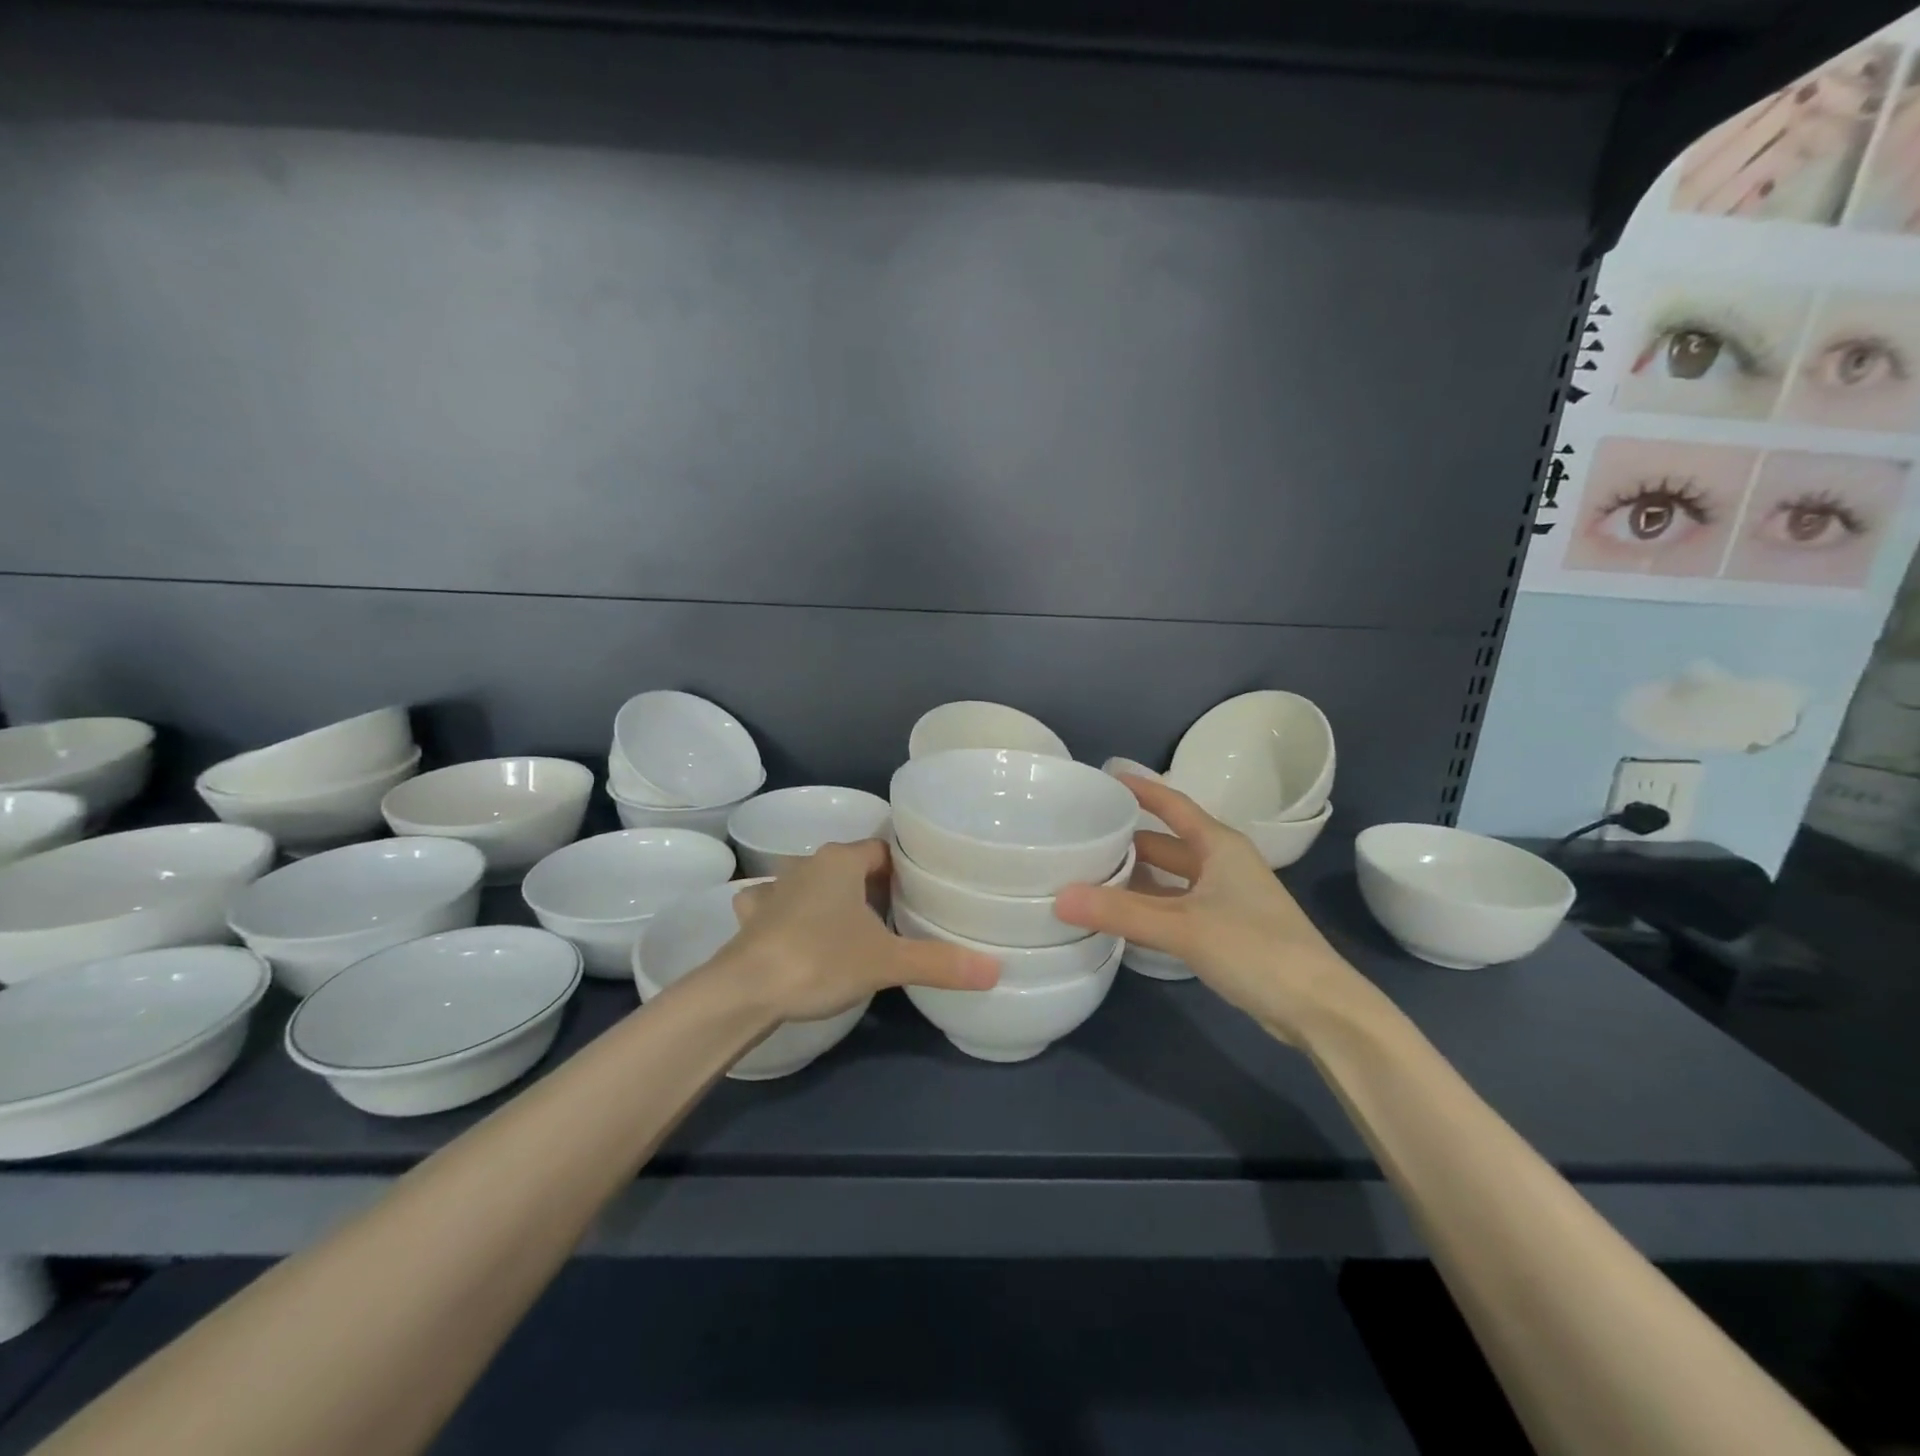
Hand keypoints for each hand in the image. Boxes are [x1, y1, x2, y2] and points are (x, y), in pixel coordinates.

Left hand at [717, 840, 999, 1021]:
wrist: (745, 990)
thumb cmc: (821, 959)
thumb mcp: (887, 962)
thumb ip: (939, 963)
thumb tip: (995, 970)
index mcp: (841, 861)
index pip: (882, 850)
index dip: (903, 871)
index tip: (919, 895)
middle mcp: (806, 864)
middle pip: (848, 866)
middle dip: (869, 887)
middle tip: (895, 918)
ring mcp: (773, 888)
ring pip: (810, 882)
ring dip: (827, 898)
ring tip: (848, 927)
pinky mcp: (752, 917)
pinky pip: (773, 904)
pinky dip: (786, 914)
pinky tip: (793, 933)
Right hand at [1052, 777, 1374, 1042]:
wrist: (1319, 1008)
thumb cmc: (1255, 949)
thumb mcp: (1183, 927)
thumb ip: (1121, 913)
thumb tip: (1059, 898)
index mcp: (1220, 846)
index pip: (1173, 805)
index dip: (1141, 790)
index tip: (1104, 778)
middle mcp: (1223, 864)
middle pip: (1167, 843)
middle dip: (1128, 840)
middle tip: (1081, 838)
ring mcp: (1227, 899)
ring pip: (1171, 878)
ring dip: (1137, 877)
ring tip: (1090, 875)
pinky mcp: (1227, 930)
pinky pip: (1177, 906)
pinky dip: (1150, 906)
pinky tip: (1122, 916)